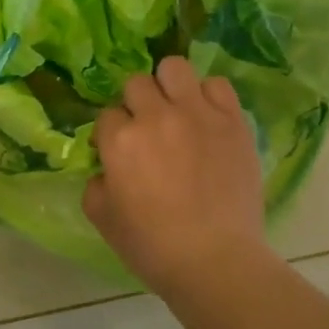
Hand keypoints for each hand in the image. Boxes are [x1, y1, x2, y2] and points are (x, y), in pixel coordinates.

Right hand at [84, 57, 269, 295]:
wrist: (215, 260)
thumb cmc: (152, 246)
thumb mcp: (102, 218)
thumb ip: (95, 183)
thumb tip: (107, 168)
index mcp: (120, 140)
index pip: (107, 115)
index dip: (111, 133)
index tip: (119, 152)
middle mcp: (157, 117)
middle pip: (137, 83)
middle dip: (136, 103)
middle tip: (147, 130)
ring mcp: (198, 115)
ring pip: (175, 68)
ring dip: (170, 86)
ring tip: (177, 111)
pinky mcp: (233, 122)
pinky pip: (217, 85)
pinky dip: (208, 96)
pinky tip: (206, 118)